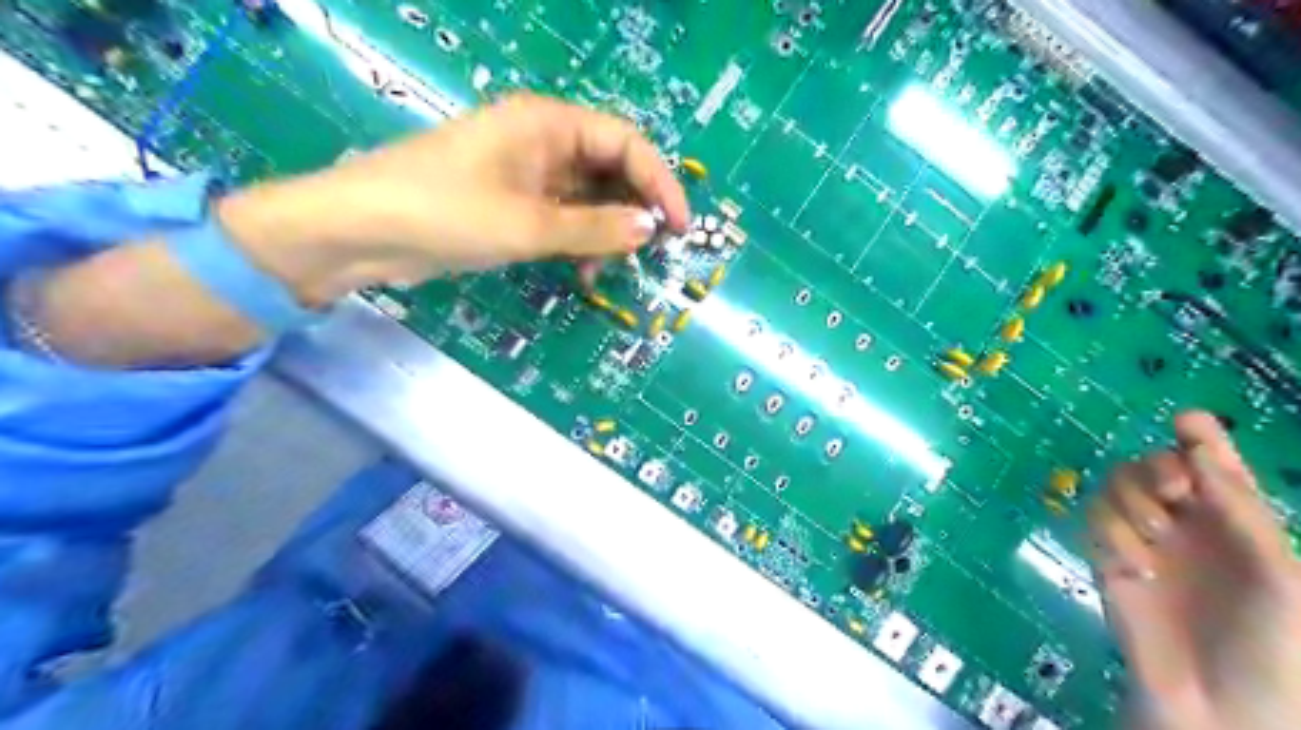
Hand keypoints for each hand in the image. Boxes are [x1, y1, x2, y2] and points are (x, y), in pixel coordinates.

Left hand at [214, 91, 690, 301]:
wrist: (361, 233)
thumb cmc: (446, 213)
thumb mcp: (529, 225)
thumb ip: (595, 228)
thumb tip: (649, 230)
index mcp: (548, 124)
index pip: (625, 143)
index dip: (660, 182)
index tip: (680, 227)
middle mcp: (543, 142)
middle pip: (610, 169)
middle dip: (634, 209)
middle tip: (651, 251)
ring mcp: (527, 174)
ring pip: (589, 198)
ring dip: (607, 231)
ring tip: (612, 268)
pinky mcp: (512, 203)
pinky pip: (563, 217)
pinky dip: (579, 242)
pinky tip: (581, 271)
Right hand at [1089, 411, 1300, 729]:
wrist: (1216, 705)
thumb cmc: (1272, 646)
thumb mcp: (1278, 576)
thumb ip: (1239, 510)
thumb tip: (1197, 446)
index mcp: (1237, 522)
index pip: (1214, 465)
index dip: (1202, 438)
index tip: (1188, 420)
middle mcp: (1187, 522)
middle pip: (1153, 465)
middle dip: (1157, 470)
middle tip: (1172, 493)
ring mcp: (1143, 538)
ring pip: (1115, 485)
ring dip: (1131, 502)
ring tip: (1154, 538)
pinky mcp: (1105, 555)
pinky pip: (1093, 520)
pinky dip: (1110, 536)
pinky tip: (1136, 568)